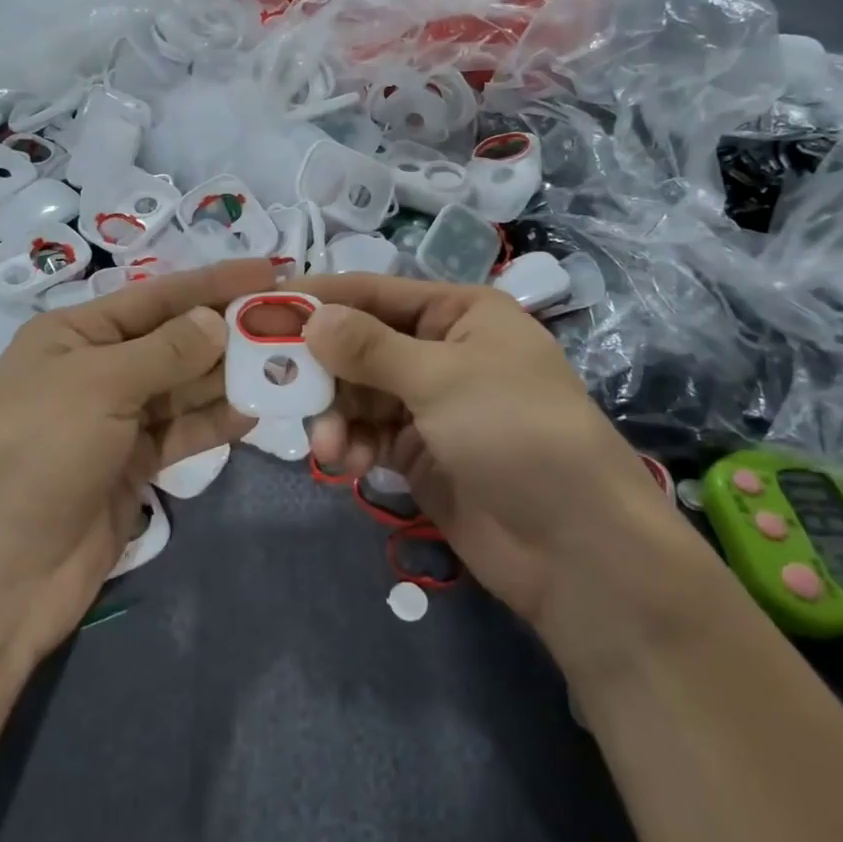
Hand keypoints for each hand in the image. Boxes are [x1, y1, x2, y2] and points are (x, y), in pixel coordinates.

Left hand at [0, 259, 275, 662]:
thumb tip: (218, 321)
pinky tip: (256, 410)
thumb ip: (166, 351)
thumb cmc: (38, 455)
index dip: (212, 282)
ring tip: (285, 362)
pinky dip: (215, 420)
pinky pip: (182, 430)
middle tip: (290, 321)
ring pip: (183, 386)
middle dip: (226, 329)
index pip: (156, 297)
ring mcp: (115, 420)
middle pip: (173, 339)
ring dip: (229, 375)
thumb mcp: (100, 386)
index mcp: (73, 334)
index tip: (268, 271)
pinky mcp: (132, 464)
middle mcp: (96, 369)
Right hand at [301, 273, 705, 671]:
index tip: (264, 307)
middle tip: (271, 380)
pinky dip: (349, 444)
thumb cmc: (516, 433)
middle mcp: (443, 352)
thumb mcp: (442, 378)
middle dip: (322, 366)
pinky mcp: (421, 455)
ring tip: (323, 443)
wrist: (578, 548)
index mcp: (461, 314)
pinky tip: (340, 463)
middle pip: (362, 345)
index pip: (376, 293)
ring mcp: (431, 406)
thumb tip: (310, 318)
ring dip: (334, 413)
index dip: (321, 298)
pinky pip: (369, 436)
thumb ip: (370, 348)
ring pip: (359, 394)